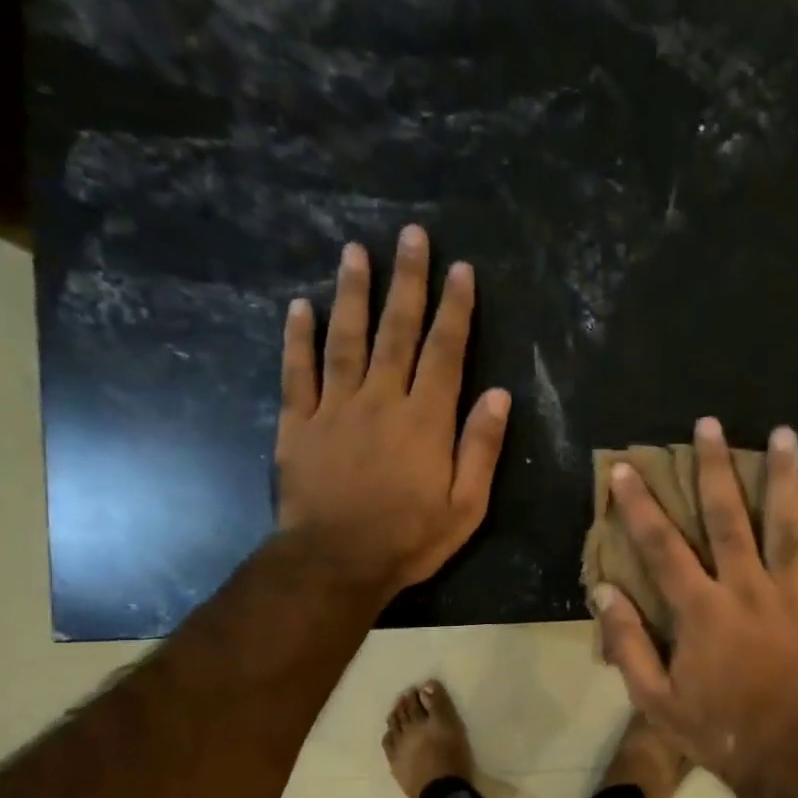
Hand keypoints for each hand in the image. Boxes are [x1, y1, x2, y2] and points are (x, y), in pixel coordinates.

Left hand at [275, 225, 510, 598]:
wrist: (336, 562)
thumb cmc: (409, 538)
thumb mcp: (466, 505)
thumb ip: (481, 448)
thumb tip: (500, 395)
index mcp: (426, 420)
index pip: (446, 352)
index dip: (456, 309)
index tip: (460, 269)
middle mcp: (382, 400)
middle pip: (398, 331)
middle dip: (407, 282)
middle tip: (410, 235)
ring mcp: (336, 408)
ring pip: (345, 339)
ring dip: (353, 293)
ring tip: (355, 250)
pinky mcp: (299, 423)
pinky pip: (298, 372)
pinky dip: (298, 338)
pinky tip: (300, 306)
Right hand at [593, 418, 797, 789]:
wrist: (791, 755)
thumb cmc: (716, 729)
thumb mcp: (656, 700)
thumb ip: (628, 645)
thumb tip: (605, 593)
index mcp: (702, 611)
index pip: (663, 547)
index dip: (641, 506)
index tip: (627, 469)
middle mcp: (747, 590)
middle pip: (730, 518)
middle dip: (716, 468)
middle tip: (710, 425)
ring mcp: (792, 595)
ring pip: (788, 525)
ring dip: (784, 477)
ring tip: (784, 433)